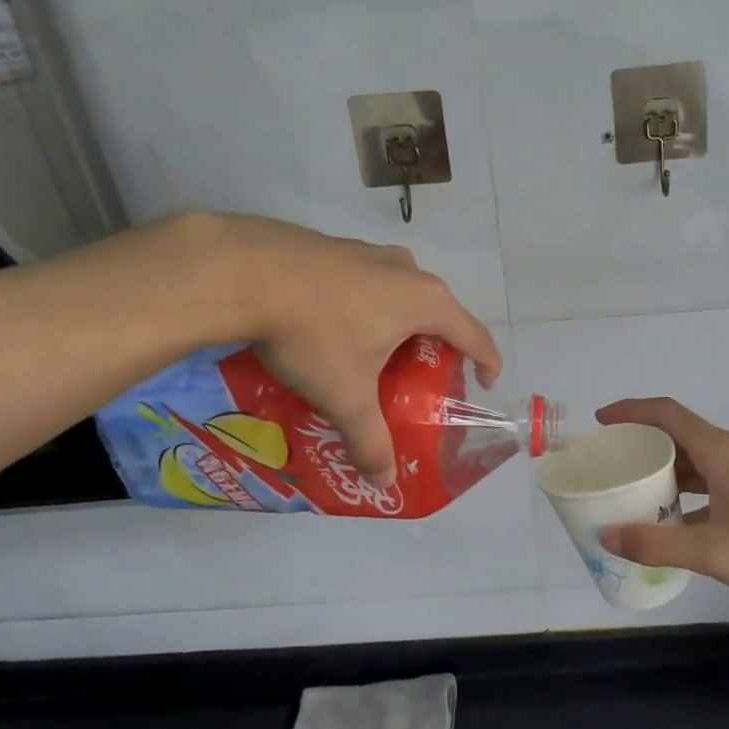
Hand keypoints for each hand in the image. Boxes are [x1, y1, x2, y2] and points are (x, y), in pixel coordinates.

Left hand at [166, 212, 500, 486]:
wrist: (241, 272)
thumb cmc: (313, 334)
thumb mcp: (345, 395)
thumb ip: (369, 440)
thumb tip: (384, 484)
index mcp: (425, 302)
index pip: (474, 334)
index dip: (486, 360)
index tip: (487, 381)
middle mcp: (407, 270)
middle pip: (438, 311)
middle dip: (436, 344)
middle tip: (421, 376)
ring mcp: (369, 252)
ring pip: (400, 290)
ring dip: (398, 320)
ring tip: (377, 350)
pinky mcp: (335, 245)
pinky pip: (366, 279)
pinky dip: (365, 303)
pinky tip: (333, 323)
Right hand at [595, 397, 728, 608]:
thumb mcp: (714, 550)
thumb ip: (658, 544)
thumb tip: (606, 535)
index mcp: (719, 452)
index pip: (666, 413)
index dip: (631, 411)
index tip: (600, 422)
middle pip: (676, 436)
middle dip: (640, 444)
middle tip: (608, 464)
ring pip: (692, 462)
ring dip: (661, 472)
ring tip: (629, 491)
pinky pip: (706, 485)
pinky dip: (681, 496)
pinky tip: (668, 523)